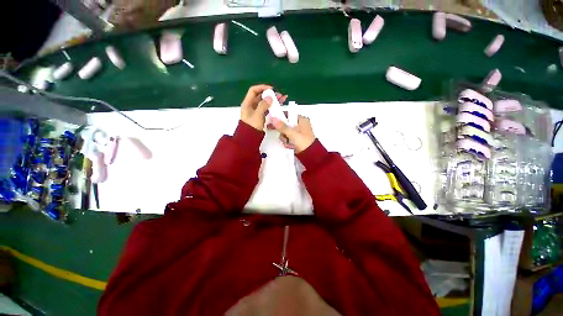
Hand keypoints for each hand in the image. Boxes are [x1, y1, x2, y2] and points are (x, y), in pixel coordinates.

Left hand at [240, 85, 286, 130]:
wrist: (249, 138)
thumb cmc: (252, 126)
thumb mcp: (257, 115)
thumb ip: (263, 105)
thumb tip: (270, 97)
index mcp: (247, 103)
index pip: (253, 90)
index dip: (262, 87)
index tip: (271, 89)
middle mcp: (251, 106)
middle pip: (260, 96)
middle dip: (270, 94)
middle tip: (279, 95)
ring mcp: (256, 111)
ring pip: (265, 103)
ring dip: (273, 100)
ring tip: (282, 99)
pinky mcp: (260, 116)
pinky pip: (266, 109)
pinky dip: (272, 106)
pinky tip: (279, 106)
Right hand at [271, 116, 315, 152]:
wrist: (311, 155)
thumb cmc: (303, 142)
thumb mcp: (292, 134)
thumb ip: (282, 127)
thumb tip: (273, 118)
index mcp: (302, 119)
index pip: (288, 115)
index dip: (280, 119)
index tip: (273, 123)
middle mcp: (301, 124)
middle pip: (286, 125)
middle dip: (283, 133)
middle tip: (284, 137)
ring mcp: (299, 132)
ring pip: (286, 132)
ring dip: (285, 139)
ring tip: (288, 143)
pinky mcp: (298, 139)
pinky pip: (288, 138)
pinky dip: (288, 142)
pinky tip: (290, 146)